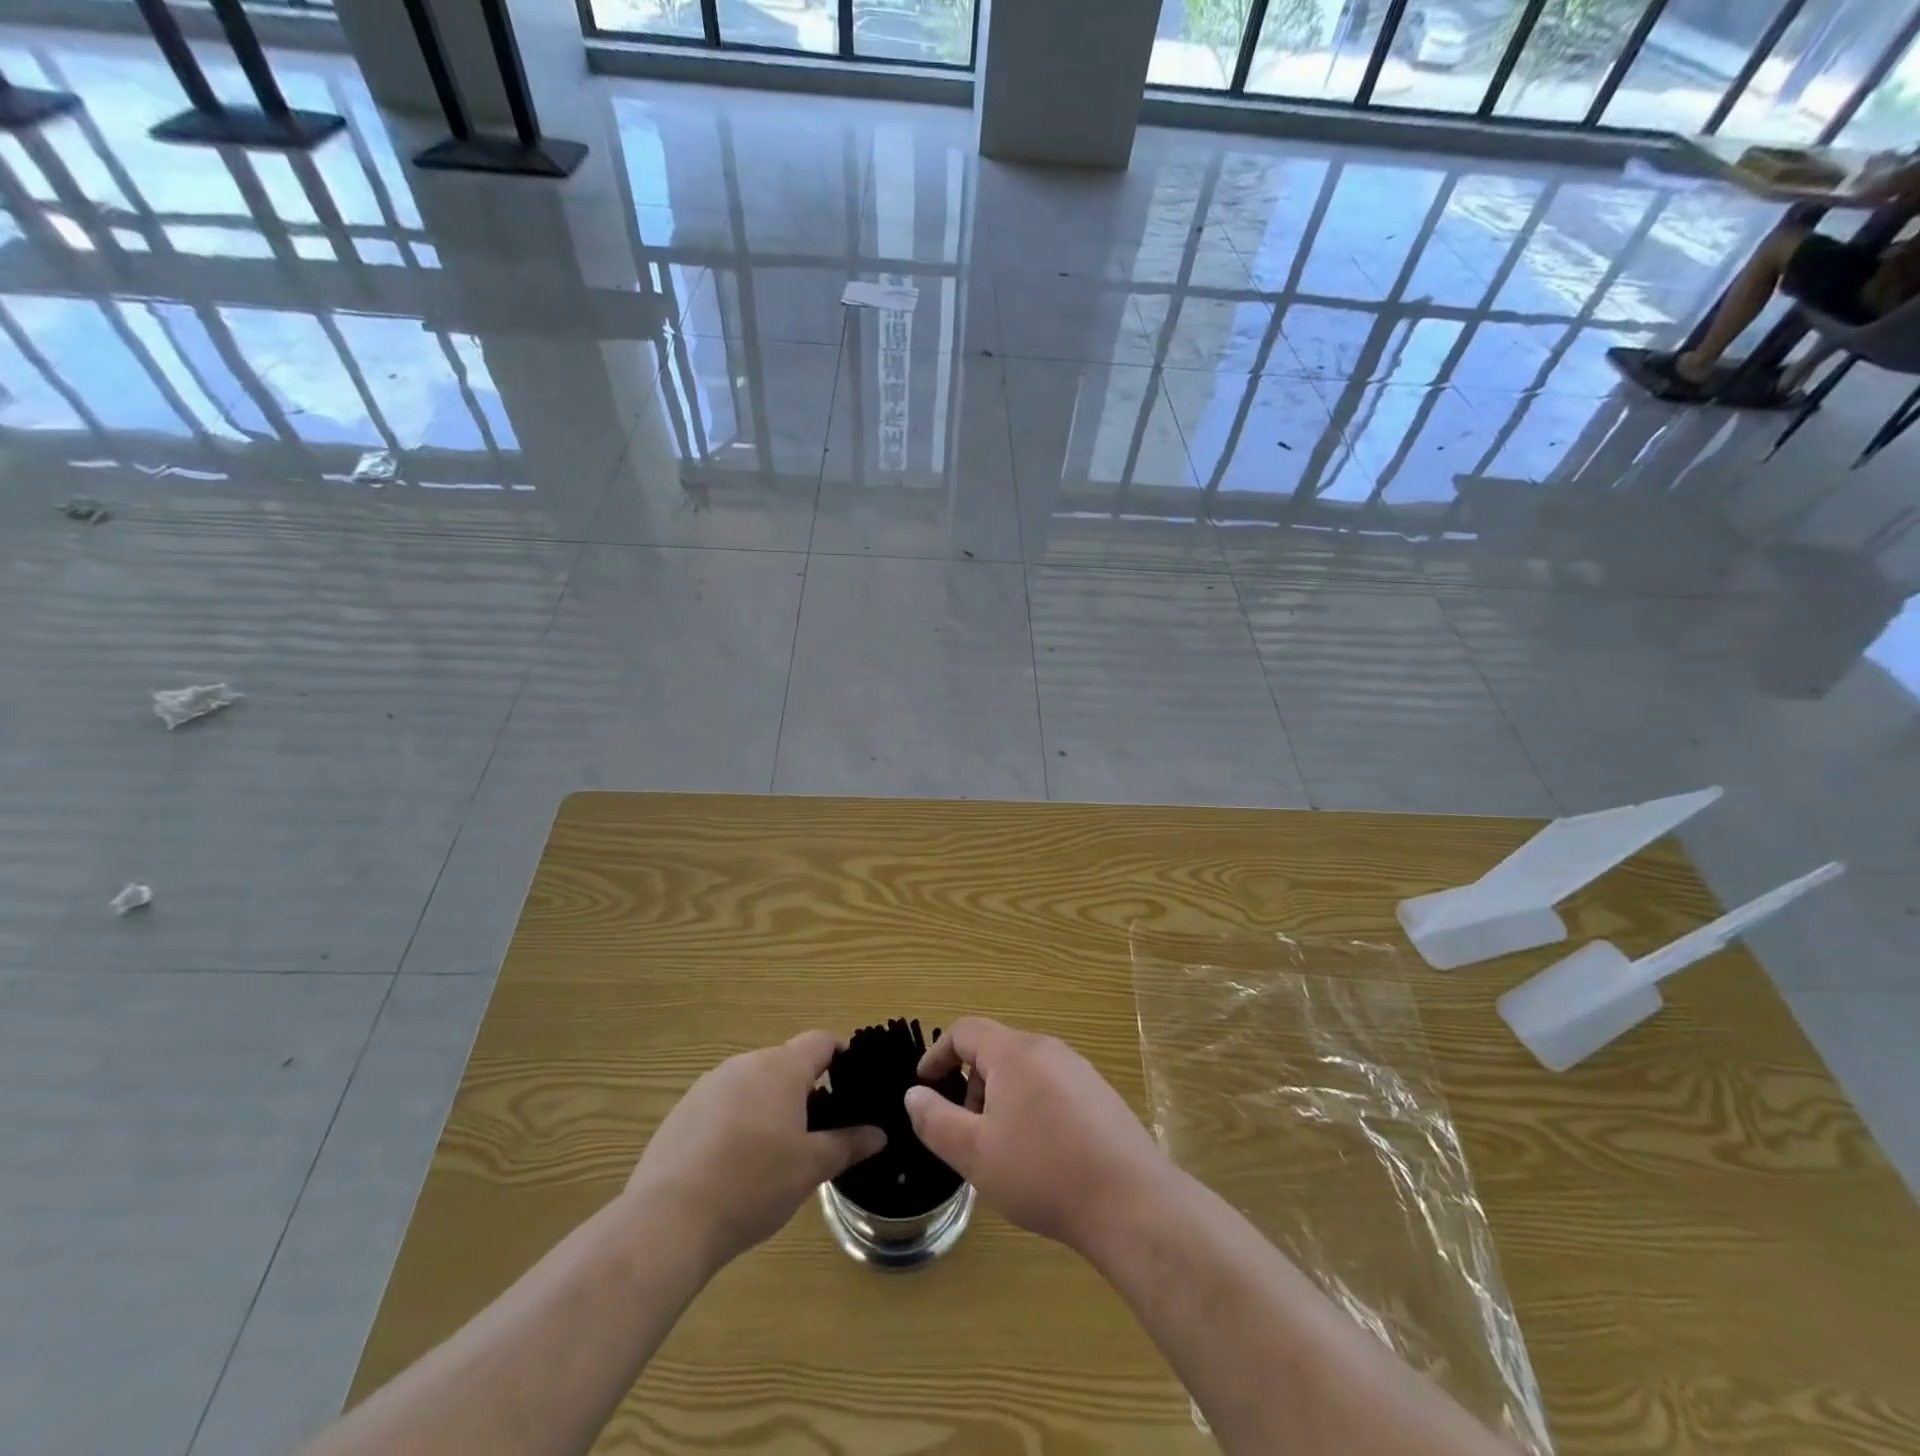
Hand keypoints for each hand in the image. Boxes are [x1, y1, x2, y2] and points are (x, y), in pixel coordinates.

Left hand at [626, 1031, 884, 1269]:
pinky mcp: (682, 1111)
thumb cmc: (753, 1184)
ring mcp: (708, 1085)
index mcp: (781, 1067)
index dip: (842, 1056)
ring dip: (770, 1106)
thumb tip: (879, 1133)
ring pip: (753, 1085)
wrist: (668, 1220)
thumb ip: (848, 1144)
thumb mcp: (811, 1168)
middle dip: (805, 1090)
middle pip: (786, 1064)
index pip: (821, 1041)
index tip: (855, 1082)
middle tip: (820, 1131)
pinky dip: (737, 1122)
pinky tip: (735, 1165)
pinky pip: (723, 1105)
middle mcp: (745, 1064)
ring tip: (776, 1152)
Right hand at [903, 1017, 1169, 1252]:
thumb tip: (915, 1094)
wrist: (1130, 1202)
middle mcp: (1048, 1049)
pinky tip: (1041, 1157)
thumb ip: (936, 1120)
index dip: (938, 1054)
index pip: (966, 1031)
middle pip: (996, 1051)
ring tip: (1002, 1150)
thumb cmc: (1043, 1172)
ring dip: (1001, 1100)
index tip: (923, 1085)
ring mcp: (1079, 1071)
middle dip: (971, 1085)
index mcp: (1015, 1052)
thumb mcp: (974, 1153)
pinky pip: (1051, 1088)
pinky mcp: (1100, 1096)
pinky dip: (1031, 1109)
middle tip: (965, 1133)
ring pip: (1025, 1072)